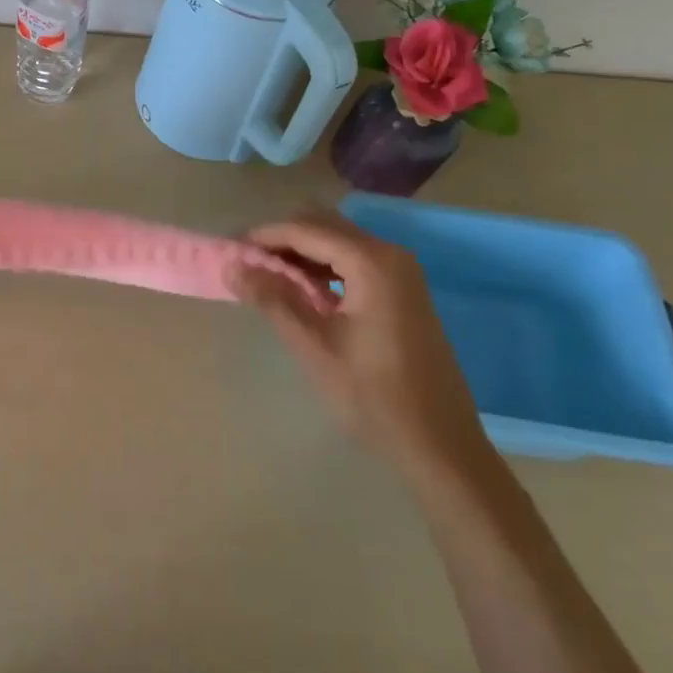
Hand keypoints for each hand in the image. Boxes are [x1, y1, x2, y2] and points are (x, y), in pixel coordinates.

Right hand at [228, 211, 492, 484]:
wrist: (442, 447)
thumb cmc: (374, 397)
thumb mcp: (315, 347)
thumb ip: (272, 298)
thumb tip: (232, 265)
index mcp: (372, 262)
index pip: (305, 230)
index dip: (264, 237)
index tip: (229, 251)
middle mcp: (390, 254)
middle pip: (323, 225)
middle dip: (281, 239)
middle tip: (247, 265)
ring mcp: (401, 272)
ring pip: (338, 241)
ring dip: (301, 252)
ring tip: (267, 279)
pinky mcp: (403, 291)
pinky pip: (353, 260)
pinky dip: (323, 266)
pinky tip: (303, 293)